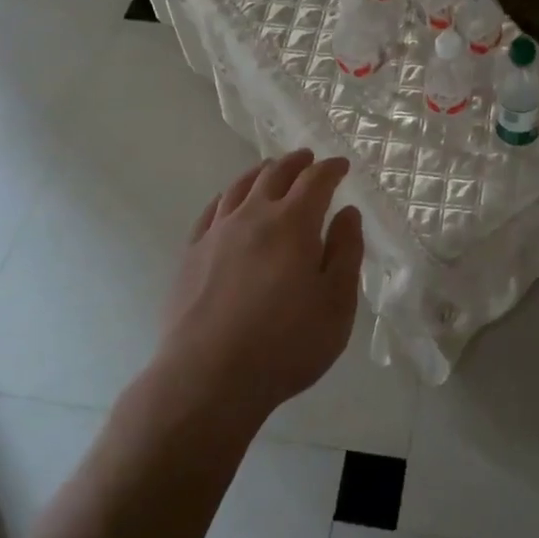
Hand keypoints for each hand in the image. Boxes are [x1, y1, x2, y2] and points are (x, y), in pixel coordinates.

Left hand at [162, 150, 363, 421]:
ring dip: (261, 172)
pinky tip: (230, 202)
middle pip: (275, 174)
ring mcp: (217, 233)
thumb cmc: (286, 344)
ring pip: (240, 186)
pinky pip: (211, 210)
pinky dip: (227, 196)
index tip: (342, 166)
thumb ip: (346, 252)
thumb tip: (347, 213)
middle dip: (296, 162)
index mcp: (294, 223)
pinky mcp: (191, 254)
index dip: (331, 168)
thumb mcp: (337, 303)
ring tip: (271, 170)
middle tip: (309, 159)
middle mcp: (253, 216)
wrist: (208, 378)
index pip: (315, 180)